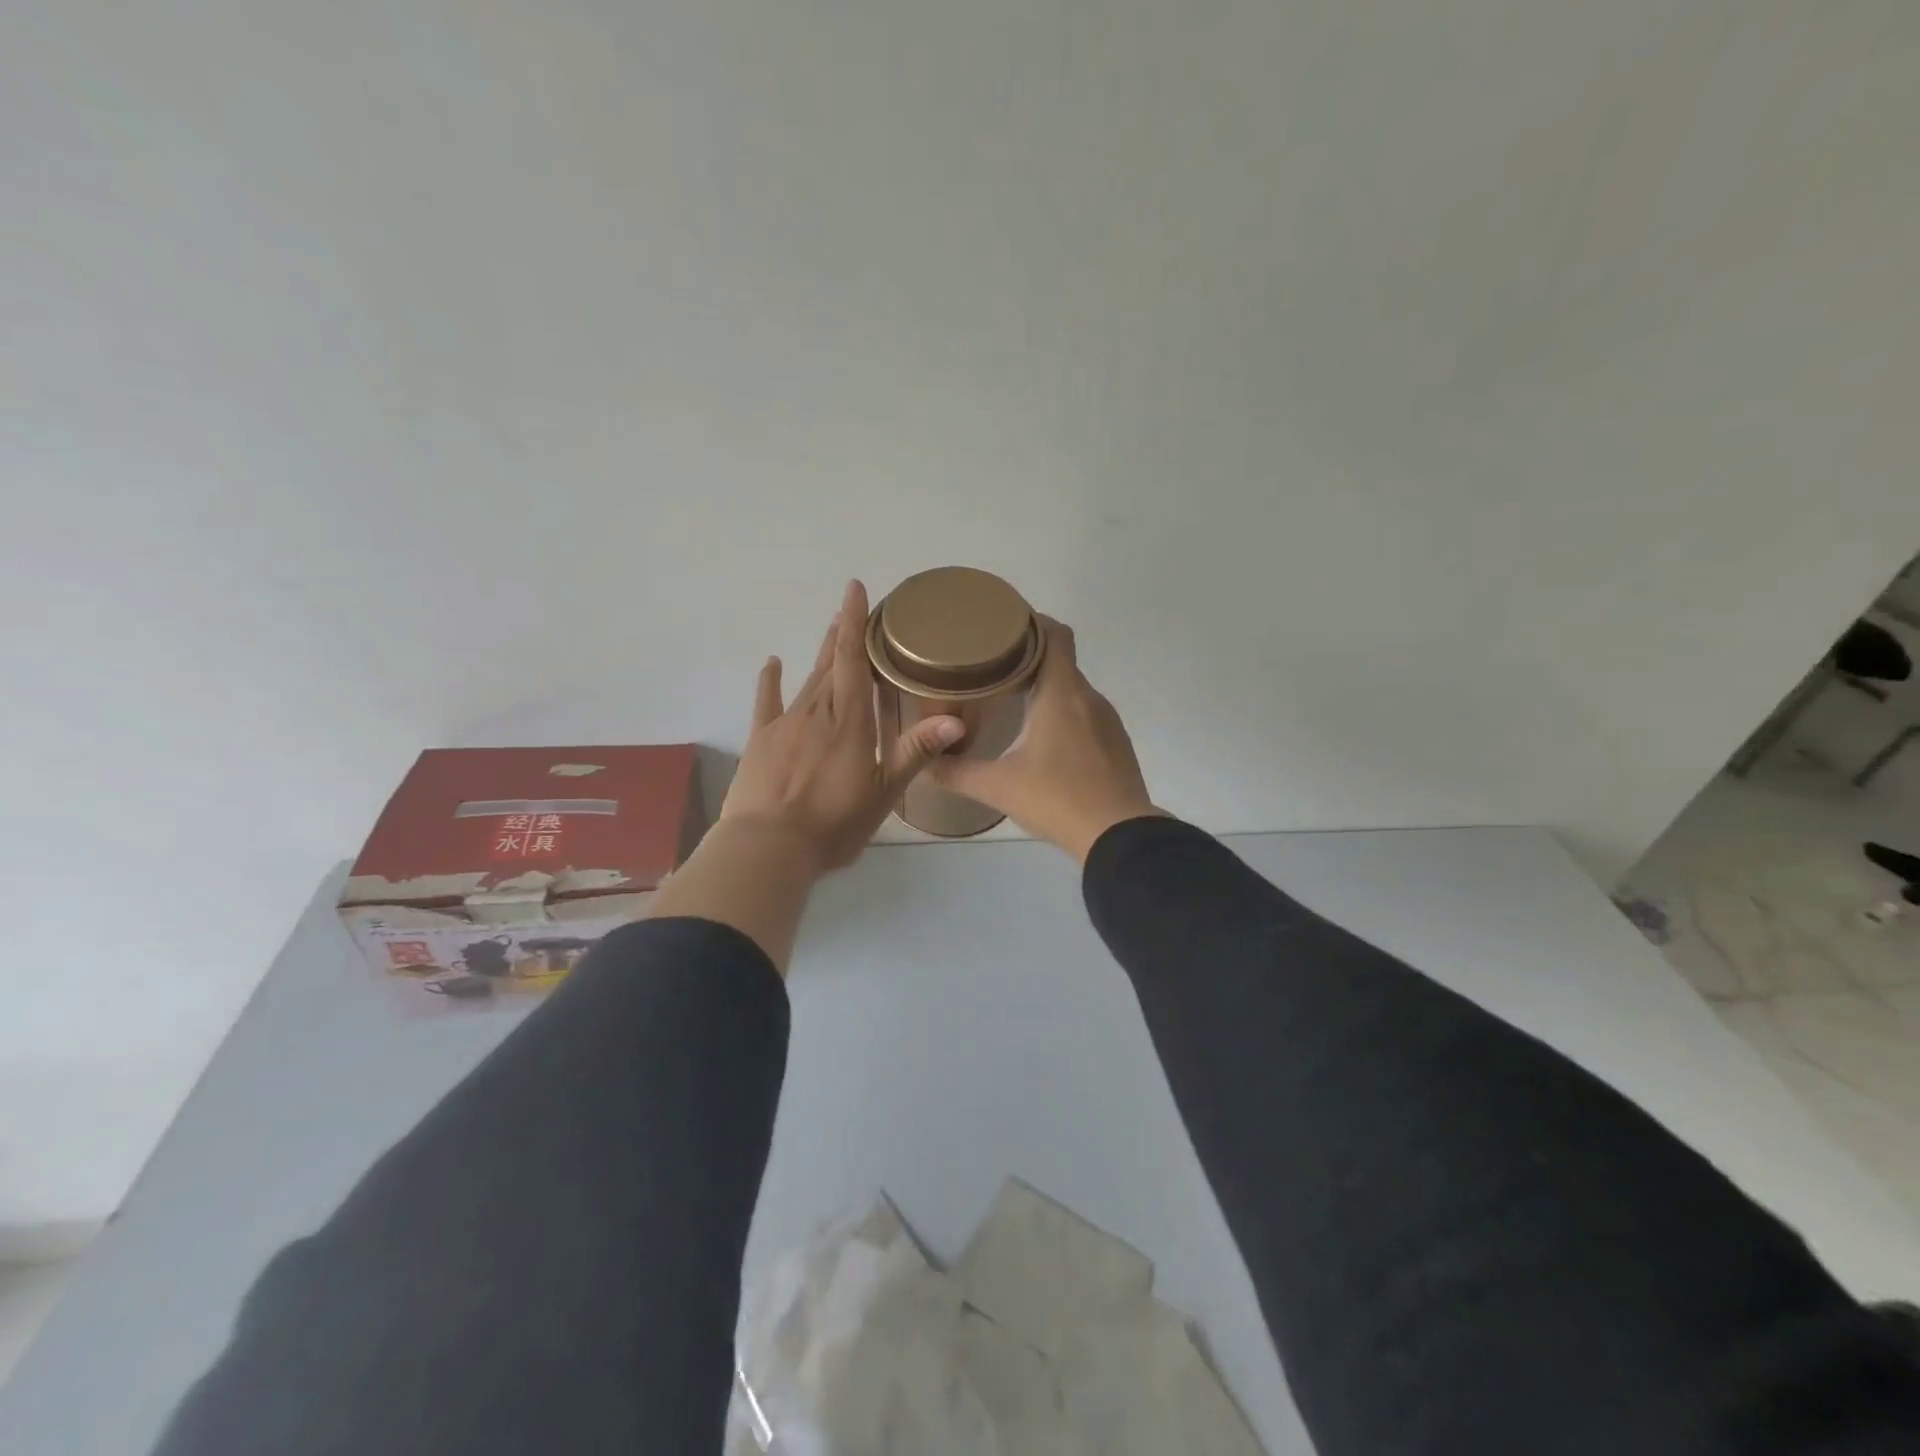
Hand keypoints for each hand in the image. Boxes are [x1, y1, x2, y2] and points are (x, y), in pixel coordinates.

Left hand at [718, 580, 964, 875]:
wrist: (768, 848)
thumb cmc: (832, 824)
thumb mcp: (882, 793)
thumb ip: (915, 752)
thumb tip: (955, 721)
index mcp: (850, 722)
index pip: (852, 661)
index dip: (855, 624)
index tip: (855, 589)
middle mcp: (817, 712)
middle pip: (831, 664)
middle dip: (842, 634)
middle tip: (851, 608)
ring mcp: (785, 724)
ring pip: (807, 680)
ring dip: (820, 654)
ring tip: (830, 630)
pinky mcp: (761, 741)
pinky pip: (767, 702)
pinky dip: (771, 681)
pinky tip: (773, 662)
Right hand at [928, 618, 1165, 861]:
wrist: (1119, 836)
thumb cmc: (1057, 799)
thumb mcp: (998, 787)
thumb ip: (956, 772)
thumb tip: (924, 762)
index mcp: (1061, 694)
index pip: (1055, 635)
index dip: (1032, 621)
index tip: (1003, 624)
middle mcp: (1088, 697)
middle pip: (1060, 660)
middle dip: (1028, 657)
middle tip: (992, 665)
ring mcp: (1107, 720)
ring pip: (1073, 688)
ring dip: (1047, 686)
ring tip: (1012, 698)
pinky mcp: (1115, 743)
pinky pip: (1086, 712)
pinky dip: (1064, 711)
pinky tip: (1044, 736)